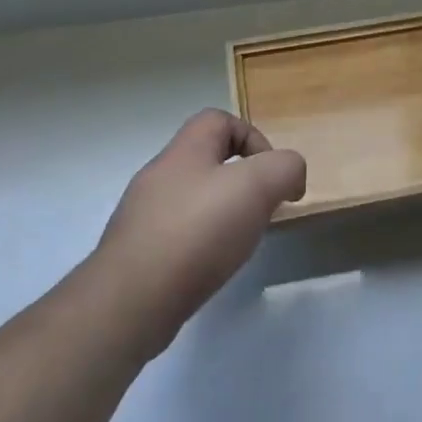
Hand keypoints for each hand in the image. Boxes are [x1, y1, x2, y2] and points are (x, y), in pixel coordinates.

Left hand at [90, 110, 306, 349]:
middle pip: (207, 161)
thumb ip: (285, 168)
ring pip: (193, 200)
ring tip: (239, 242)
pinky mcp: (138, 253)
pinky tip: (212, 266)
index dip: (253, 138)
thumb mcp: (258, 186)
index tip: (273, 176)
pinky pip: (179, 235)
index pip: (219, 120)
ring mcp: (143, 216)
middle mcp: (159, 176)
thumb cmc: (198, 231)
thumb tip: (290, 177)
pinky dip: (202, 244)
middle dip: (243, 182)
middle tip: (261, 211)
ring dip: (223, 214)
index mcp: (185, 151)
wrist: (131, 302)